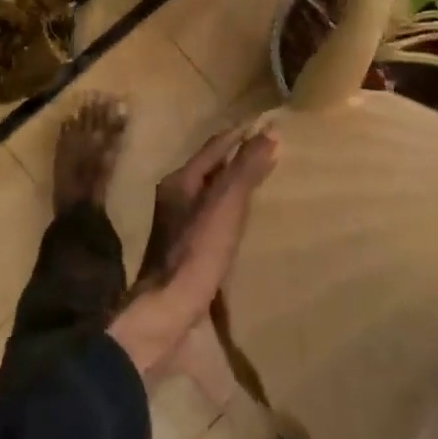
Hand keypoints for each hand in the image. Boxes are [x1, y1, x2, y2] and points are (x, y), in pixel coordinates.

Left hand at [109, 123, 277, 379]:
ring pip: (210, 194)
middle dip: (236, 159)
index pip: (214, 147)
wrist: (168, 311)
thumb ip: (245, 169)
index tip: (265, 127)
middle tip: (269, 152)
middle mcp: (175, 197)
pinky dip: (230, 213)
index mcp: (180, 180)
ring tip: (261, 184)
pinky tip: (245, 223)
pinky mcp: (185, 251)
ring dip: (233, 187)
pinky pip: (212, 219)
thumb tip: (269, 133)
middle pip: (210, 169)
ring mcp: (177, 226)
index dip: (239, 136)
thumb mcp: (225, 205)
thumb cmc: (196, 252)